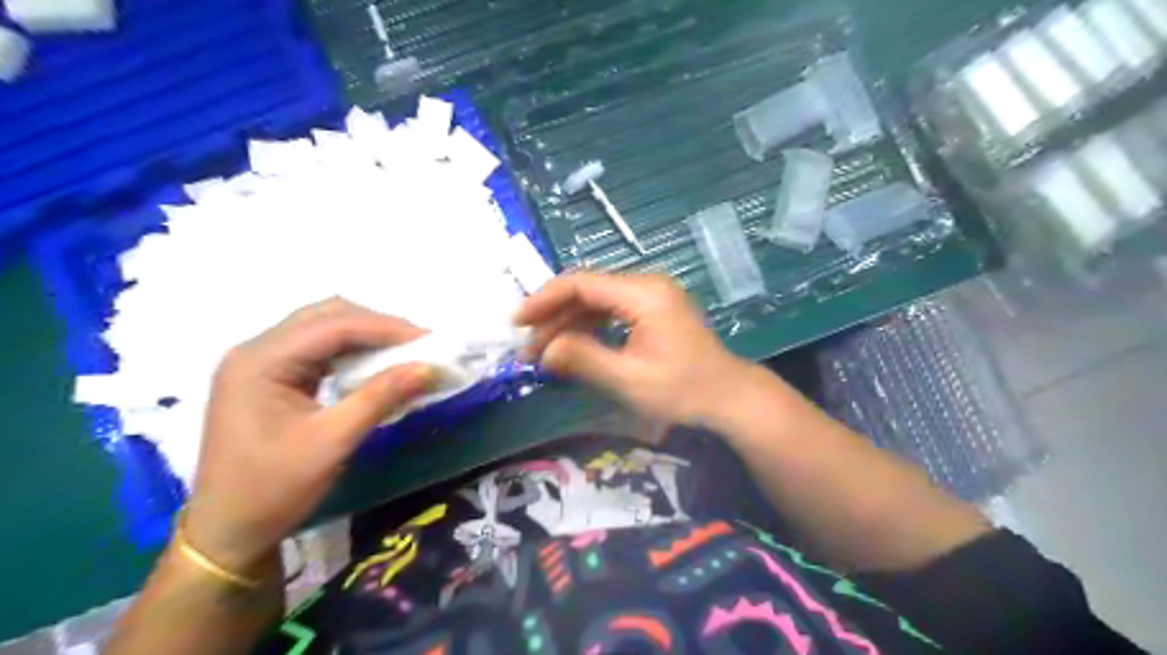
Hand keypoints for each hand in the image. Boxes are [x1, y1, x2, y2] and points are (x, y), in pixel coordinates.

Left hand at [185, 299, 428, 574]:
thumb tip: (429, 368)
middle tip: (419, 345)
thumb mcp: (332, 442)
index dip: (387, 328)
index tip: (431, 340)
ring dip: (366, 336)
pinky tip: (374, 366)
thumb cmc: (273, 489)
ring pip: (323, 329)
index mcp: (260, 361)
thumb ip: (380, 397)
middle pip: (326, 316)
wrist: (227, 533)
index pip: (334, 325)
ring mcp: (260, 363)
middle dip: (377, 326)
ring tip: (404, 353)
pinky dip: (351, 351)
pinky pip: (318, 350)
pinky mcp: (270, 378)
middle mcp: (256, 351)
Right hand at [511, 274, 751, 427]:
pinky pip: (612, 311)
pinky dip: (589, 328)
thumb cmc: (683, 391)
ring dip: (569, 324)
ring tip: (544, 352)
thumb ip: (584, 360)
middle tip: (528, 347)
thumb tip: (545, 349)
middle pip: (587, 290)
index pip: (581, 283)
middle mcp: (646, 285)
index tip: (518, 322)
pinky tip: (573, 348)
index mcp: (643, 294)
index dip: (544, 299)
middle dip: (554, 316)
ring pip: (597, 301)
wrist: (729, 398)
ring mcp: (652, 296)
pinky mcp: (654, 310)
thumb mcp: (629, 380)